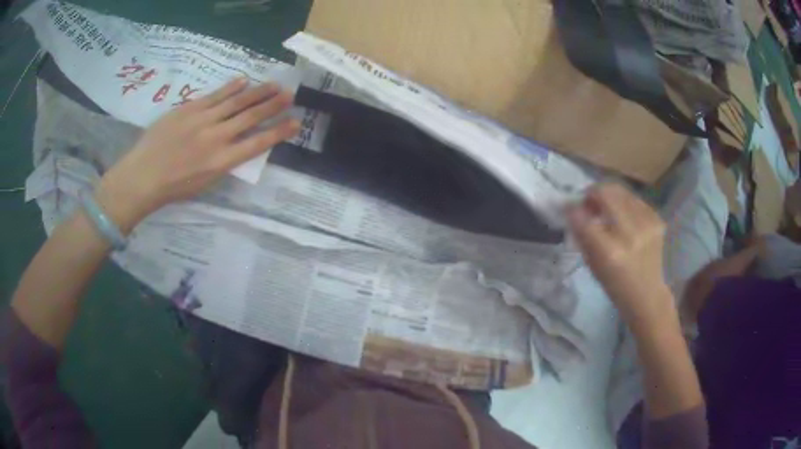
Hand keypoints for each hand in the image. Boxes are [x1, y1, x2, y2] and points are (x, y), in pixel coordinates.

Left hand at [96, 78, 299, 232]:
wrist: (143, 176)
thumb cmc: (173, 187)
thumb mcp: (205, 184)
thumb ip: (224, 163)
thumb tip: (238, 146)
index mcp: (222, 162)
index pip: (258, 143)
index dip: (278, 132)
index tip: (296, 123)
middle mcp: (217, 138)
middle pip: (250, 117)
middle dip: (273, 105)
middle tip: (290, 94)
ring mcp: (202, 120)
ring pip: (235, 102)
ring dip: (257, 92)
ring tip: (274, 84)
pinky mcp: (188, 109)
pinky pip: (214, 95)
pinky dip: (230, 87)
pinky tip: (243, 81)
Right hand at [567, 183, 670, 321]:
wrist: (648, 294)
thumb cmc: (616, 285)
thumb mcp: (593, 265)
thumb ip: (582, 234)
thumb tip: (571, 208)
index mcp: (610, 252)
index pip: (584, 218)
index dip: (572, 207)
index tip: (567, 206)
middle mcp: (630, 233)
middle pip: (606, 193)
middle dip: (592, 193)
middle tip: (588, 203)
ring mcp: (647, 224)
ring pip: (620, 191)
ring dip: (609, 196)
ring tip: (606, 209)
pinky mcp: (657, 219)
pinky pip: (634, 199)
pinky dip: (624, 203)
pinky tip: (623, 216)